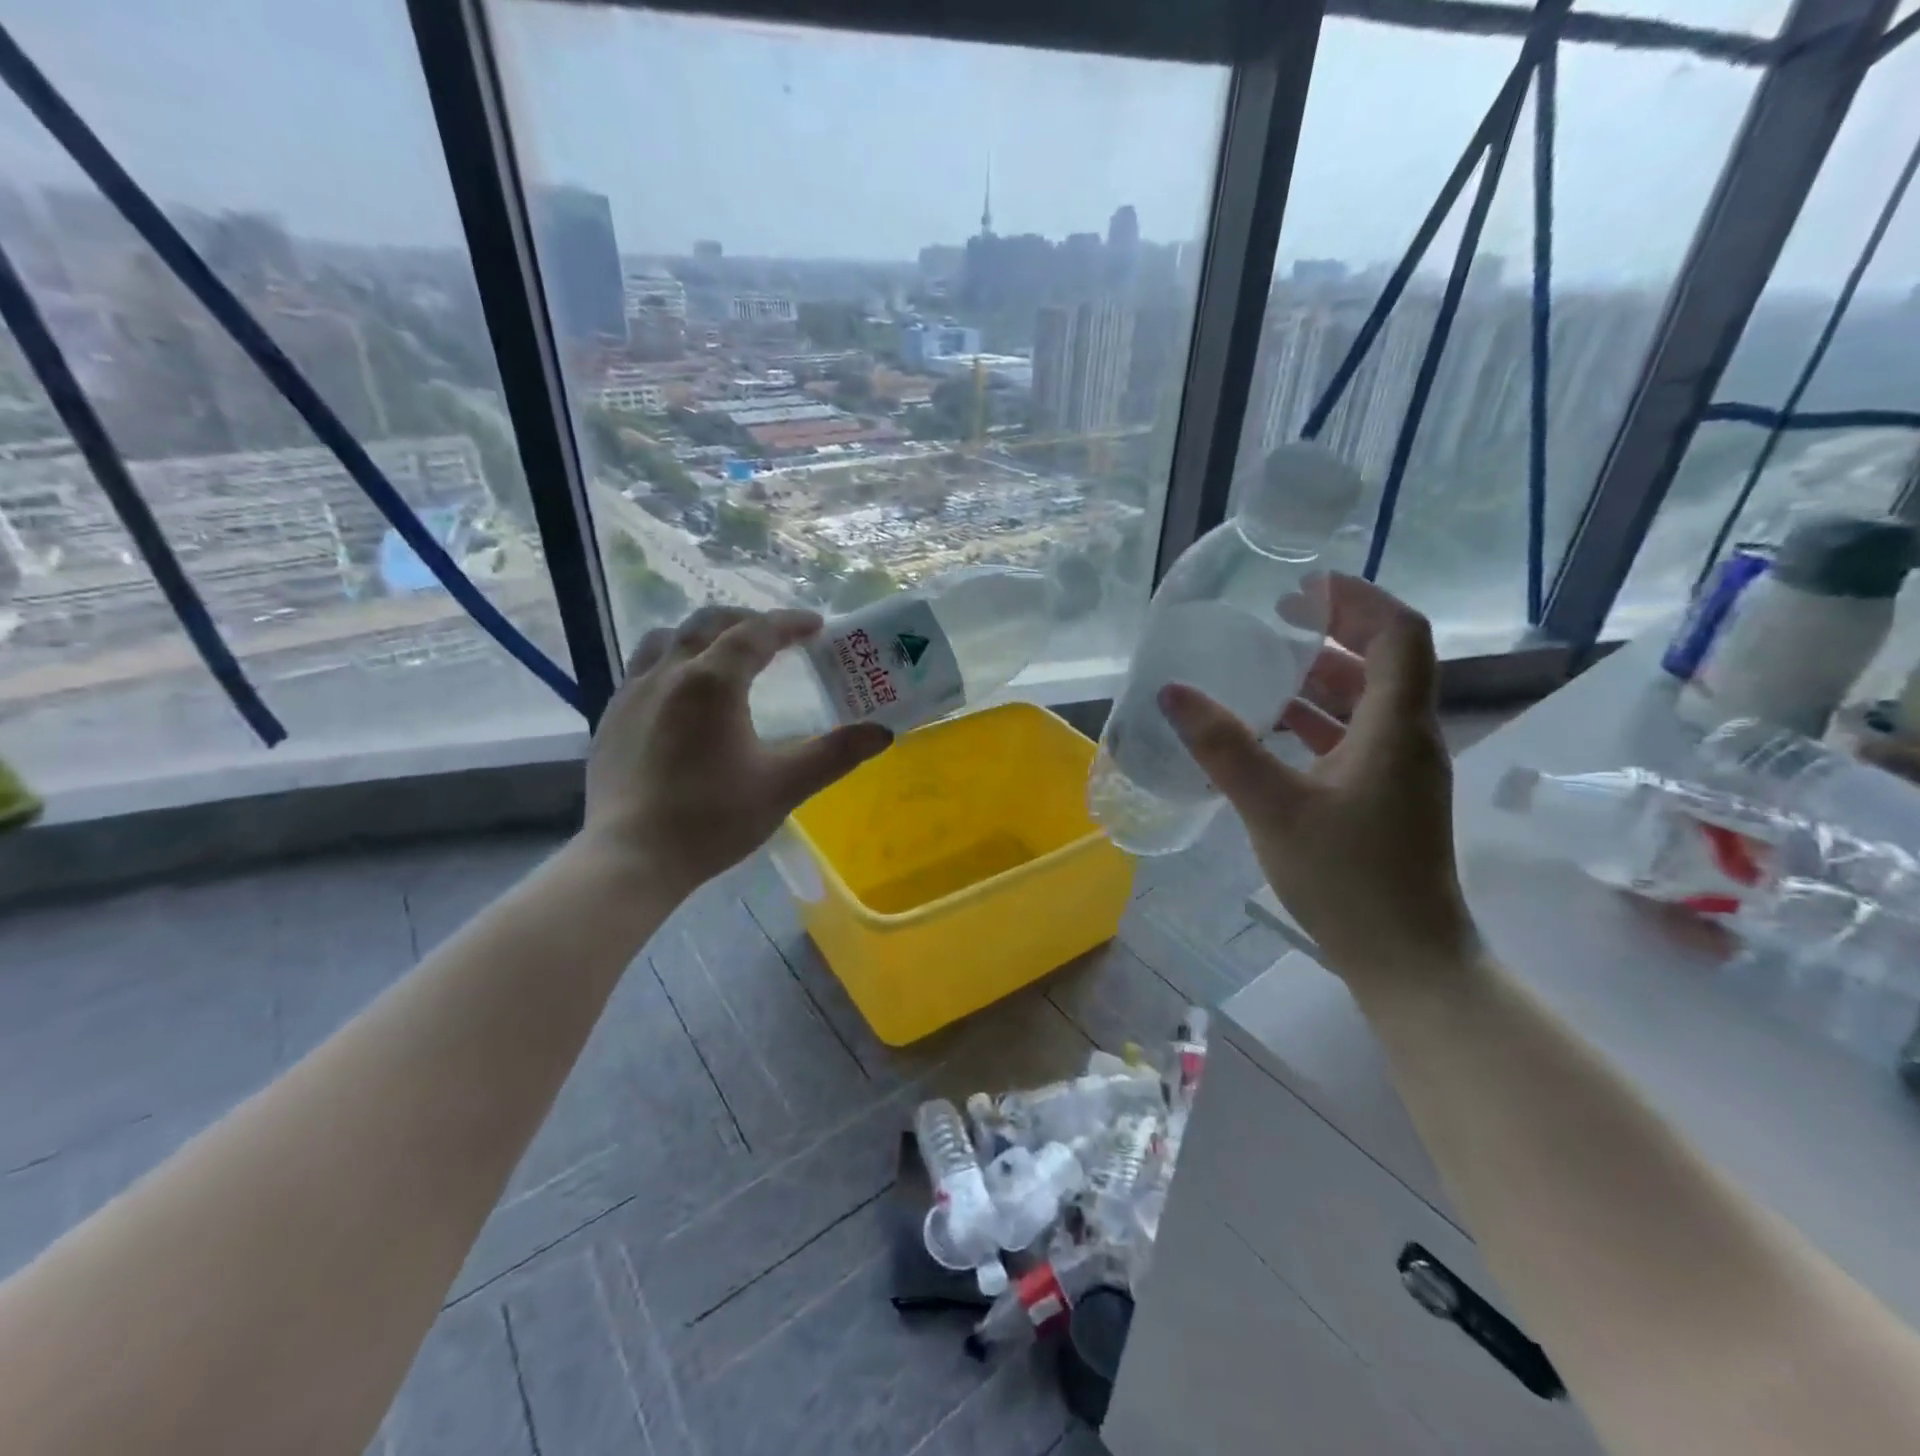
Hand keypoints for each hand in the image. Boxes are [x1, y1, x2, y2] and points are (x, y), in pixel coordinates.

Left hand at [581, 606, 891, 899]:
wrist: (630, 858)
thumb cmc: (712, 818)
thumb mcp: (783, 786)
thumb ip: (834, 754)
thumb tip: (883, 733)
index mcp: (713, 682)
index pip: (756, 633)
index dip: (789, 624)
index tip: (816, 625)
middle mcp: (669, 673)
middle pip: (708, 624)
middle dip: (747, 621)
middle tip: (777, 636)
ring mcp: (632, 692)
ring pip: (667, 639)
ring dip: (703, 634)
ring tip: (725, 651)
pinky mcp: (611, 716)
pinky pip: (643, 667)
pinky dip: (672, 660)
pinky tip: (681, 692)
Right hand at [1158, 574, 1478, 980]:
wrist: (1406, 960)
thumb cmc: (1348, 879)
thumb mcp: (1274, 807)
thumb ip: (1223, 747)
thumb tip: (1173, 693)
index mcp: (1397, 727)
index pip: (1399, 633)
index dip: (1357, 598)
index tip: (1300, 588)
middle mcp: (1408, 738)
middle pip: (1384, 661)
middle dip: (1331, 632)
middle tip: (1272, 621)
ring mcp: (1400, 771)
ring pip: (1367, 702)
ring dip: (1320, 679)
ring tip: (1262, 670)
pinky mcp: (1386, 798)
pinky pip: (1354, 738)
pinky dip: (1317, 721)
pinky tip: (1270, 731)